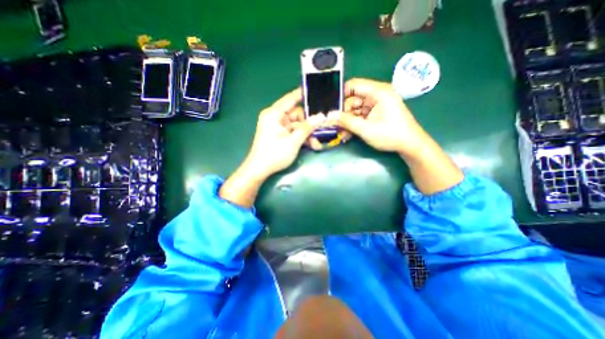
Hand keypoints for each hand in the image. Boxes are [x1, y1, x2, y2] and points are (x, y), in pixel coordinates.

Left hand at [244, 89, 326, 179]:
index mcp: (274, 114)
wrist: (259, 170)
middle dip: (309, 124)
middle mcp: (276, 117)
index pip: (291, 99)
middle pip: (297, 115)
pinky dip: (302, 138)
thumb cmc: (274, 154)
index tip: (317, 91)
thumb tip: (321, 117)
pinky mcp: (280, 135)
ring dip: (307, 134)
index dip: (303, 95)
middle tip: (323, 128)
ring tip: (317, 144)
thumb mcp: (293, 141)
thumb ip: (307, 128)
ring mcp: (278, 127)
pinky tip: (312, 145)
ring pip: (297, 126)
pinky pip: (293, 132)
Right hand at [330, 77, 429, 155]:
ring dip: (347, 120)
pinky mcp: (375, 112)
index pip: (353, 85)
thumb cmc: (391, 135)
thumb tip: (329, 116)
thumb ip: (346, 122)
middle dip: (343, 113)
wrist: (409, 145)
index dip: (340, 95)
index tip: (331, 109)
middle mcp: (377, 95)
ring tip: (341, 132)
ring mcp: (376, 104)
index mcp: (378, 92)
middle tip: (335, 125)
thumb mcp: (366, 129)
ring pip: (354, 109)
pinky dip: (353, 123)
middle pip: (352, 99)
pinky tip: (347, 133)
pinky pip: (359, 115)